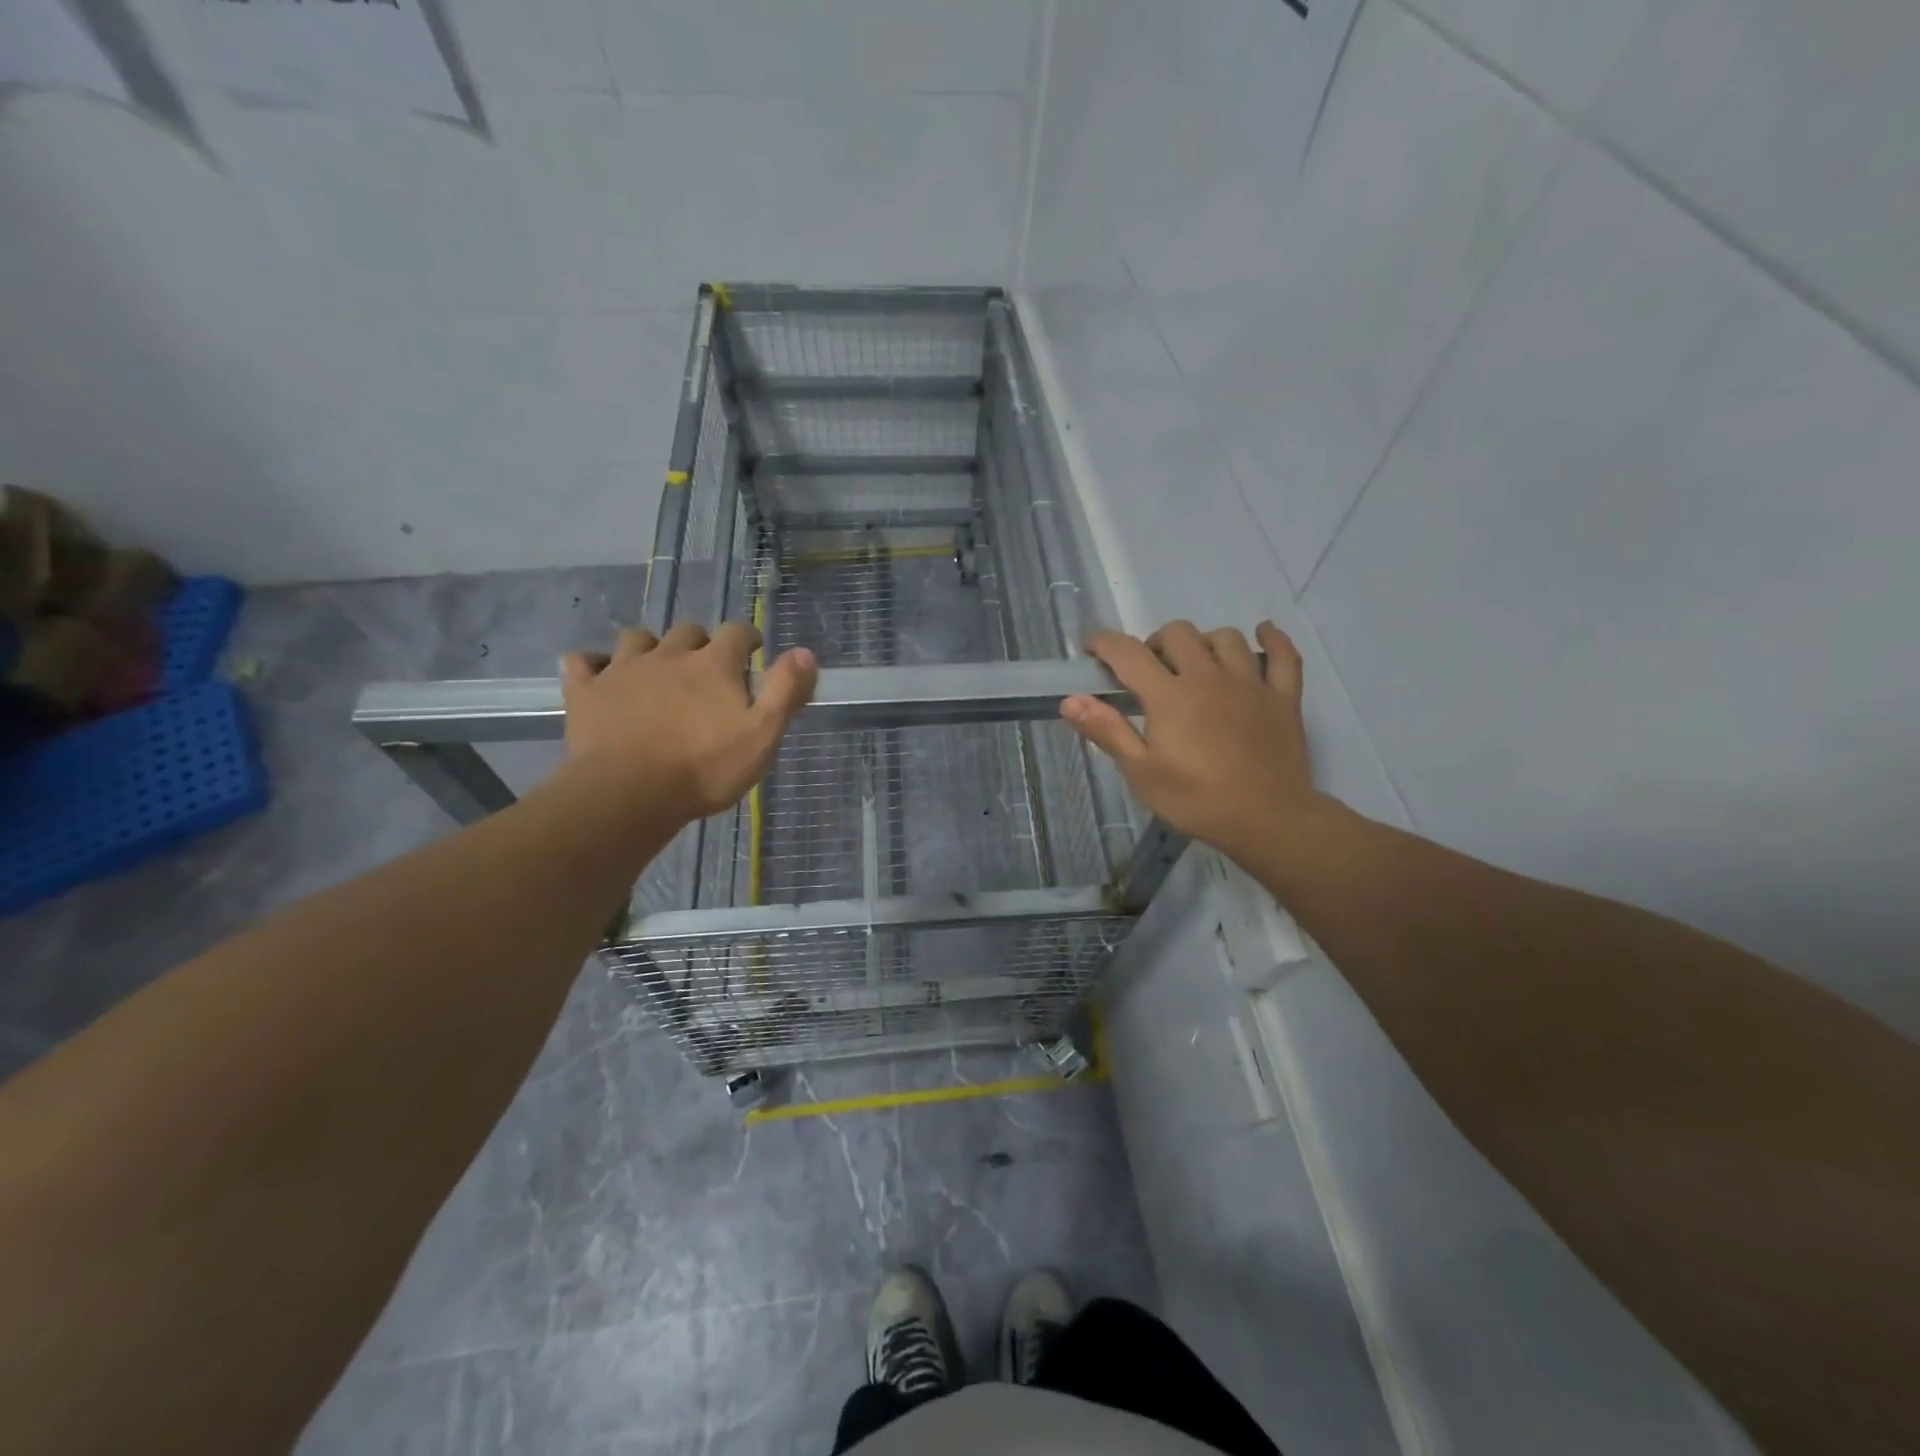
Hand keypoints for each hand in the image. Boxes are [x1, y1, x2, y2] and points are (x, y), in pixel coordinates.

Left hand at [558, 623, 816, 827]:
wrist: (627, 794)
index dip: (748, 638)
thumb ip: (785, 691)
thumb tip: (805, 651)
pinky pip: (582, 662)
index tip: (754, 650)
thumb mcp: (762, 736)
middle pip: (687, 632)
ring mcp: (622, 670)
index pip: (737, 633)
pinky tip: (598, 674)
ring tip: (656, 669)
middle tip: (708, 669)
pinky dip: (592, 664)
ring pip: (637, 639)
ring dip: (650, 647)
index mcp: (714, 665)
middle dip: (701, 643)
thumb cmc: (704, 769)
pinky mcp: (586, 692)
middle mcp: (669, 656)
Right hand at [1061, 621, 1326, 867]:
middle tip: (1149, 672)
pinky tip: (1262, 634)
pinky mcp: (1283, 697)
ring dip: (1203, 643)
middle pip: (1178, 633)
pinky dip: (1273, 639)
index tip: (1091, 649)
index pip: (1128, 653)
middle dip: (1155, 643)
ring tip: (1196, 665)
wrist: (1267, 820)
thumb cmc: (1196, 800)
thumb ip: (1107, 731)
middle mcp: (1208, 677)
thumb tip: (1070, 700)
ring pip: (1226, 638)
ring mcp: (1251, 683)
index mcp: (1170, 696)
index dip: (1103, 643)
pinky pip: (1284, 655)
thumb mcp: (1141, 773)